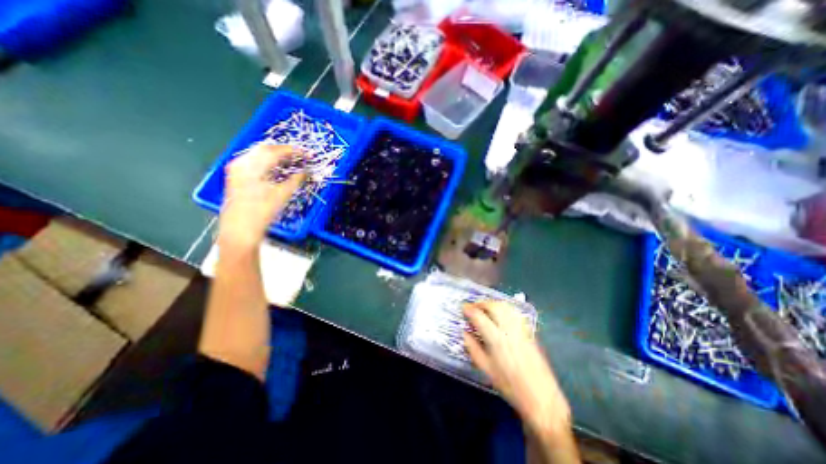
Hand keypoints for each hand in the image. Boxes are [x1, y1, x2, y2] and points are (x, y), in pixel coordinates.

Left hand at [220, 145, 305, 251]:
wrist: (240, 228)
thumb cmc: (262, 212)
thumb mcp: (282, 195)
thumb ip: (296, 180)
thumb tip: (306, 172)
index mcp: (253, 166)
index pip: (275, 151)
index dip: (293, 150)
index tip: (307, 153)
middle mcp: (242, 162)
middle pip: (265, 148)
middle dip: (284, 150)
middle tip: (300, 156)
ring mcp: (236, 168)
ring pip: (258, 153)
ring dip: (276, 154)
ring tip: (291, 160)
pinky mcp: (235, 175)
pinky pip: (253, 160)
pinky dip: (266, 160)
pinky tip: (275, 166)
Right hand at [463, 302, 572, 435]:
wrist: (541, 397)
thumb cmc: (510, 386)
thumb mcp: (486, 369)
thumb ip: (472, 348)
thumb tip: (464, 333)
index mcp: (496, 339)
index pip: (479, 316)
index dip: (469, 309)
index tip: (462, 307)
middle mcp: (509, 329)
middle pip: (494, 306)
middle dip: (481, 303)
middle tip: (473, 307)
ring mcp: (521, 328)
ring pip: (505, 306)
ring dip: (492, 303)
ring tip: (484, 308)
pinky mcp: (529, 331)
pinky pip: (514, 312)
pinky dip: (504, 307)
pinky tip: (500, 313)